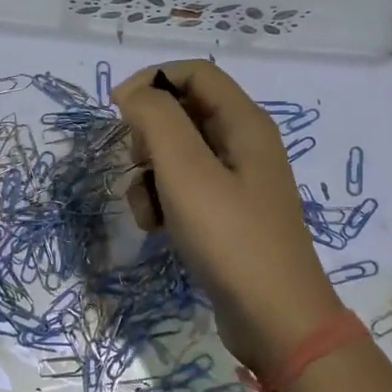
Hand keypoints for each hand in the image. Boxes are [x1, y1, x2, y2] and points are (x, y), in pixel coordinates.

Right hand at [115, 61, 344, 381]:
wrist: (274, 318)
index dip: (152, 81)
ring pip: (178, 154)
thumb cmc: (230, 237)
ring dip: (150, 174)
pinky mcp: (227, 214)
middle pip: (184, 112)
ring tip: (147, 208)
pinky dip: (163, 201)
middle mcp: (244, 144)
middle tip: (137, 163)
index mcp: (245, 123)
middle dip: (149, 134)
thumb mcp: (186, 171)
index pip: (195, 72)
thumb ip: (156, 119)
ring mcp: (237, 181)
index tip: (117, 110)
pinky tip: (157, 228)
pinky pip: (185, 189)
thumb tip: (134, 92)